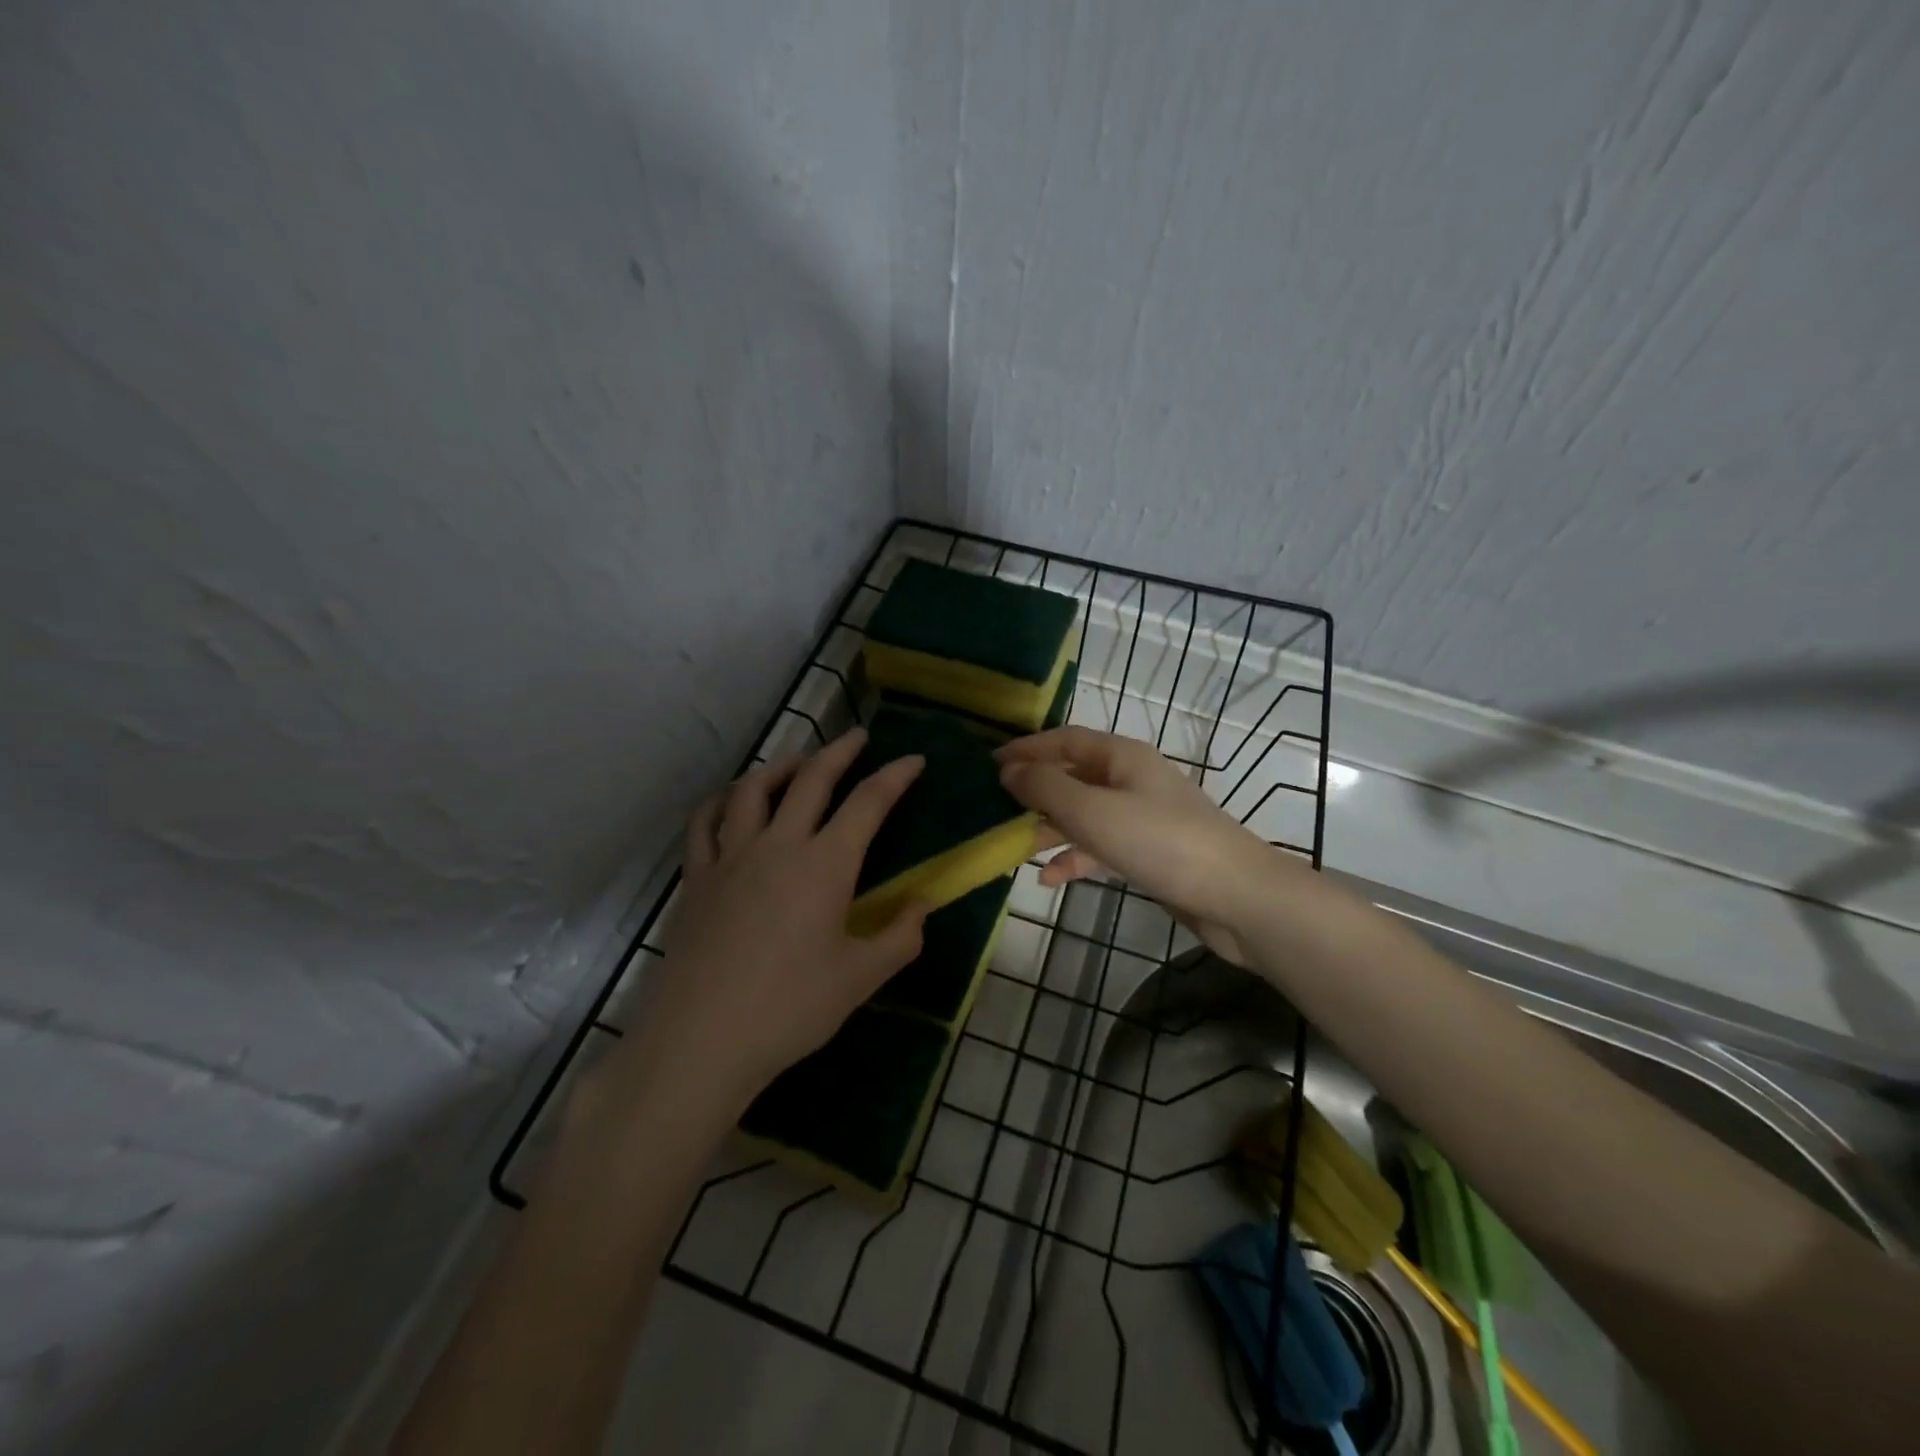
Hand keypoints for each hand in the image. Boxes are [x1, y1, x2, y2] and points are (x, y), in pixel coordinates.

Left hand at [622, 728, 930, 1111]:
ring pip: (754, 790)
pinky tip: (731, 800)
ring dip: (782, 766)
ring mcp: (731, 857)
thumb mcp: (860, 978)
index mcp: (825, 864)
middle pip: (811, 780)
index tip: (914, 760)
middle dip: (839, 752)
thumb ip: (900, 937)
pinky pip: (705, 823)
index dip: (895, 776)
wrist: (701, 1039)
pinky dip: (721, 801)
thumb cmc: (790, 1008)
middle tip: (858, 738)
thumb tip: (922, 906)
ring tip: (799, 760)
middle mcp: (779, 845)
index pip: (868, 803)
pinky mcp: (697, 878)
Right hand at [995, 727, 1275, 963]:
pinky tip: (1049, 879)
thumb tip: (1009, 771)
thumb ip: (1047, 788)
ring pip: (1084, 814)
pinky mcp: (1148, 852)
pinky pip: (1101, 846)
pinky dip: (1075, 858)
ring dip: (1050, 828)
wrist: (1236, 897)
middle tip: (994, 808)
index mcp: (1122, 757)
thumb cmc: (1161, 842)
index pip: (1065, 740)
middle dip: (1035, 791)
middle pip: (1073, 776)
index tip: (989, 764)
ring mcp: (1141, 817)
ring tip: (1013, 846)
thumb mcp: (1093, 811)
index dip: (1027, 749)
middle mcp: (1131, 779)